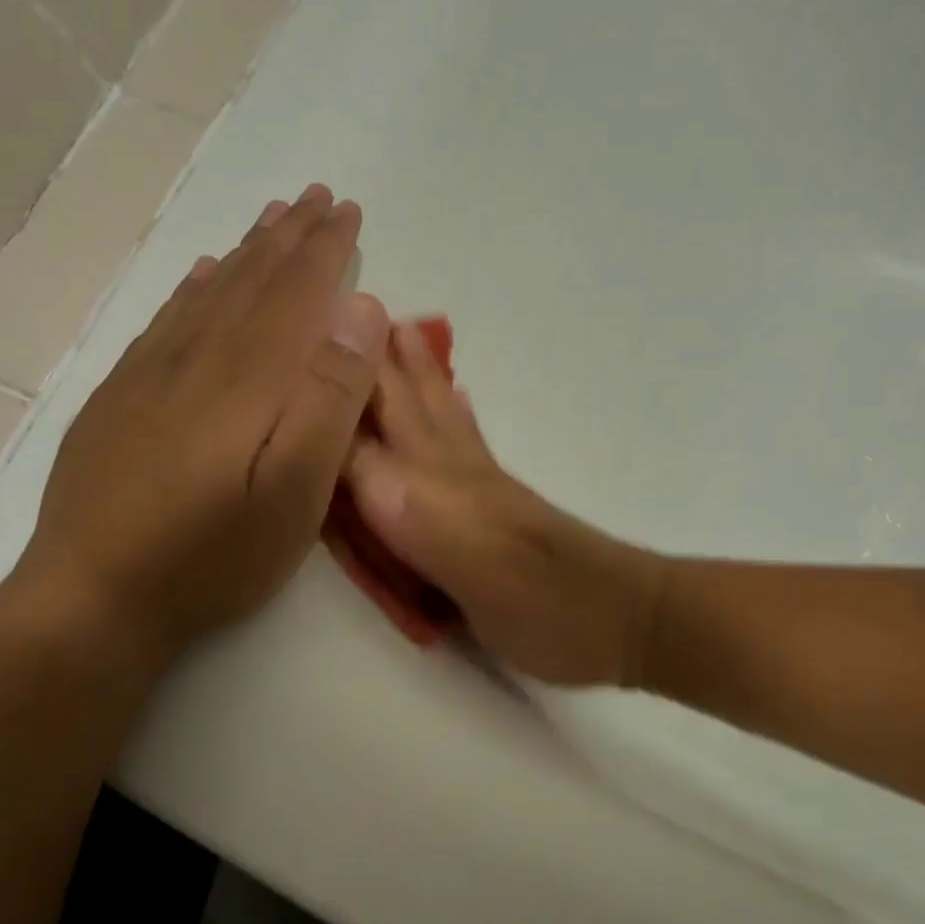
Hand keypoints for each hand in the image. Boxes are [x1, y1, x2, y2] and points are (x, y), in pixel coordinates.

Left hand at [9, 185, 389, 669]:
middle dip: (290, 235)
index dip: (325, 249)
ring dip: (247, 251)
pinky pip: (167, 320)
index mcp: (249, 376)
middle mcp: (199, 357)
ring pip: (211, 291)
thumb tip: (360, 310)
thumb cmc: (213, 553)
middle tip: (317, 196)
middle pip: (252, 280)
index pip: (296, 292)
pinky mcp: (122, 396)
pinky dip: (194, 287)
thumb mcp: (295, 491)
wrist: (93, 596)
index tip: (347, 212)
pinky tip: (204, 274)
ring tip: (272, 217)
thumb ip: (330, 397)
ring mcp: (152, 374)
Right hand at [344, 325, 666, 687]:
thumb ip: (398, 502)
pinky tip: (455, 401)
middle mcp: (451, 467)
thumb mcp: (456, 554)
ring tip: (402, 335)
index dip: (341, 367)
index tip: (311, 319)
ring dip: (415, 374)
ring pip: (438, 412)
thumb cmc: (534, 597)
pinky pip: (466, 441)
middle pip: (407, 400)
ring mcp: (479, 483)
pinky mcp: (496, 505)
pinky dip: (452, 413)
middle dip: (377, 357)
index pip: (372, 406)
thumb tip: (332, 453)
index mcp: (433, 473)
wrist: (613, 617)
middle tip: (354, 306)